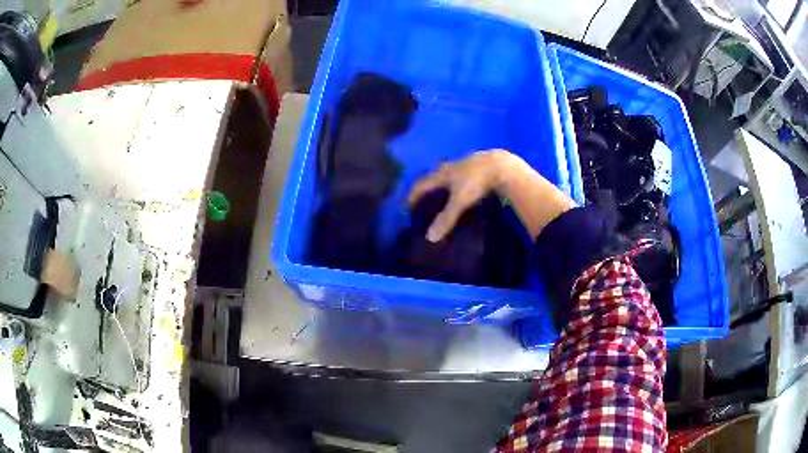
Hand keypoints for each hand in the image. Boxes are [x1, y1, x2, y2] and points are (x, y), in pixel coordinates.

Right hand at [407, 150, 510, 241]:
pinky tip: (463, 196)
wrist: (501, 166)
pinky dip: (458, 188)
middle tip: (423, 204)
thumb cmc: (476, 181)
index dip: (412, 196)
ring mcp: (465, 167)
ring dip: (443, 189)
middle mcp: (450, 168)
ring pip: (449, 178)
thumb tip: (430, 237)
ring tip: (442, 202)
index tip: (405, 207)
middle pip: (433, 179)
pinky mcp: (478, 169)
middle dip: (427, 192)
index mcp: (441, 174)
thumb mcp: (460, 200)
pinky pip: (462, 179)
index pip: (420, 185)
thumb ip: (446, 218)